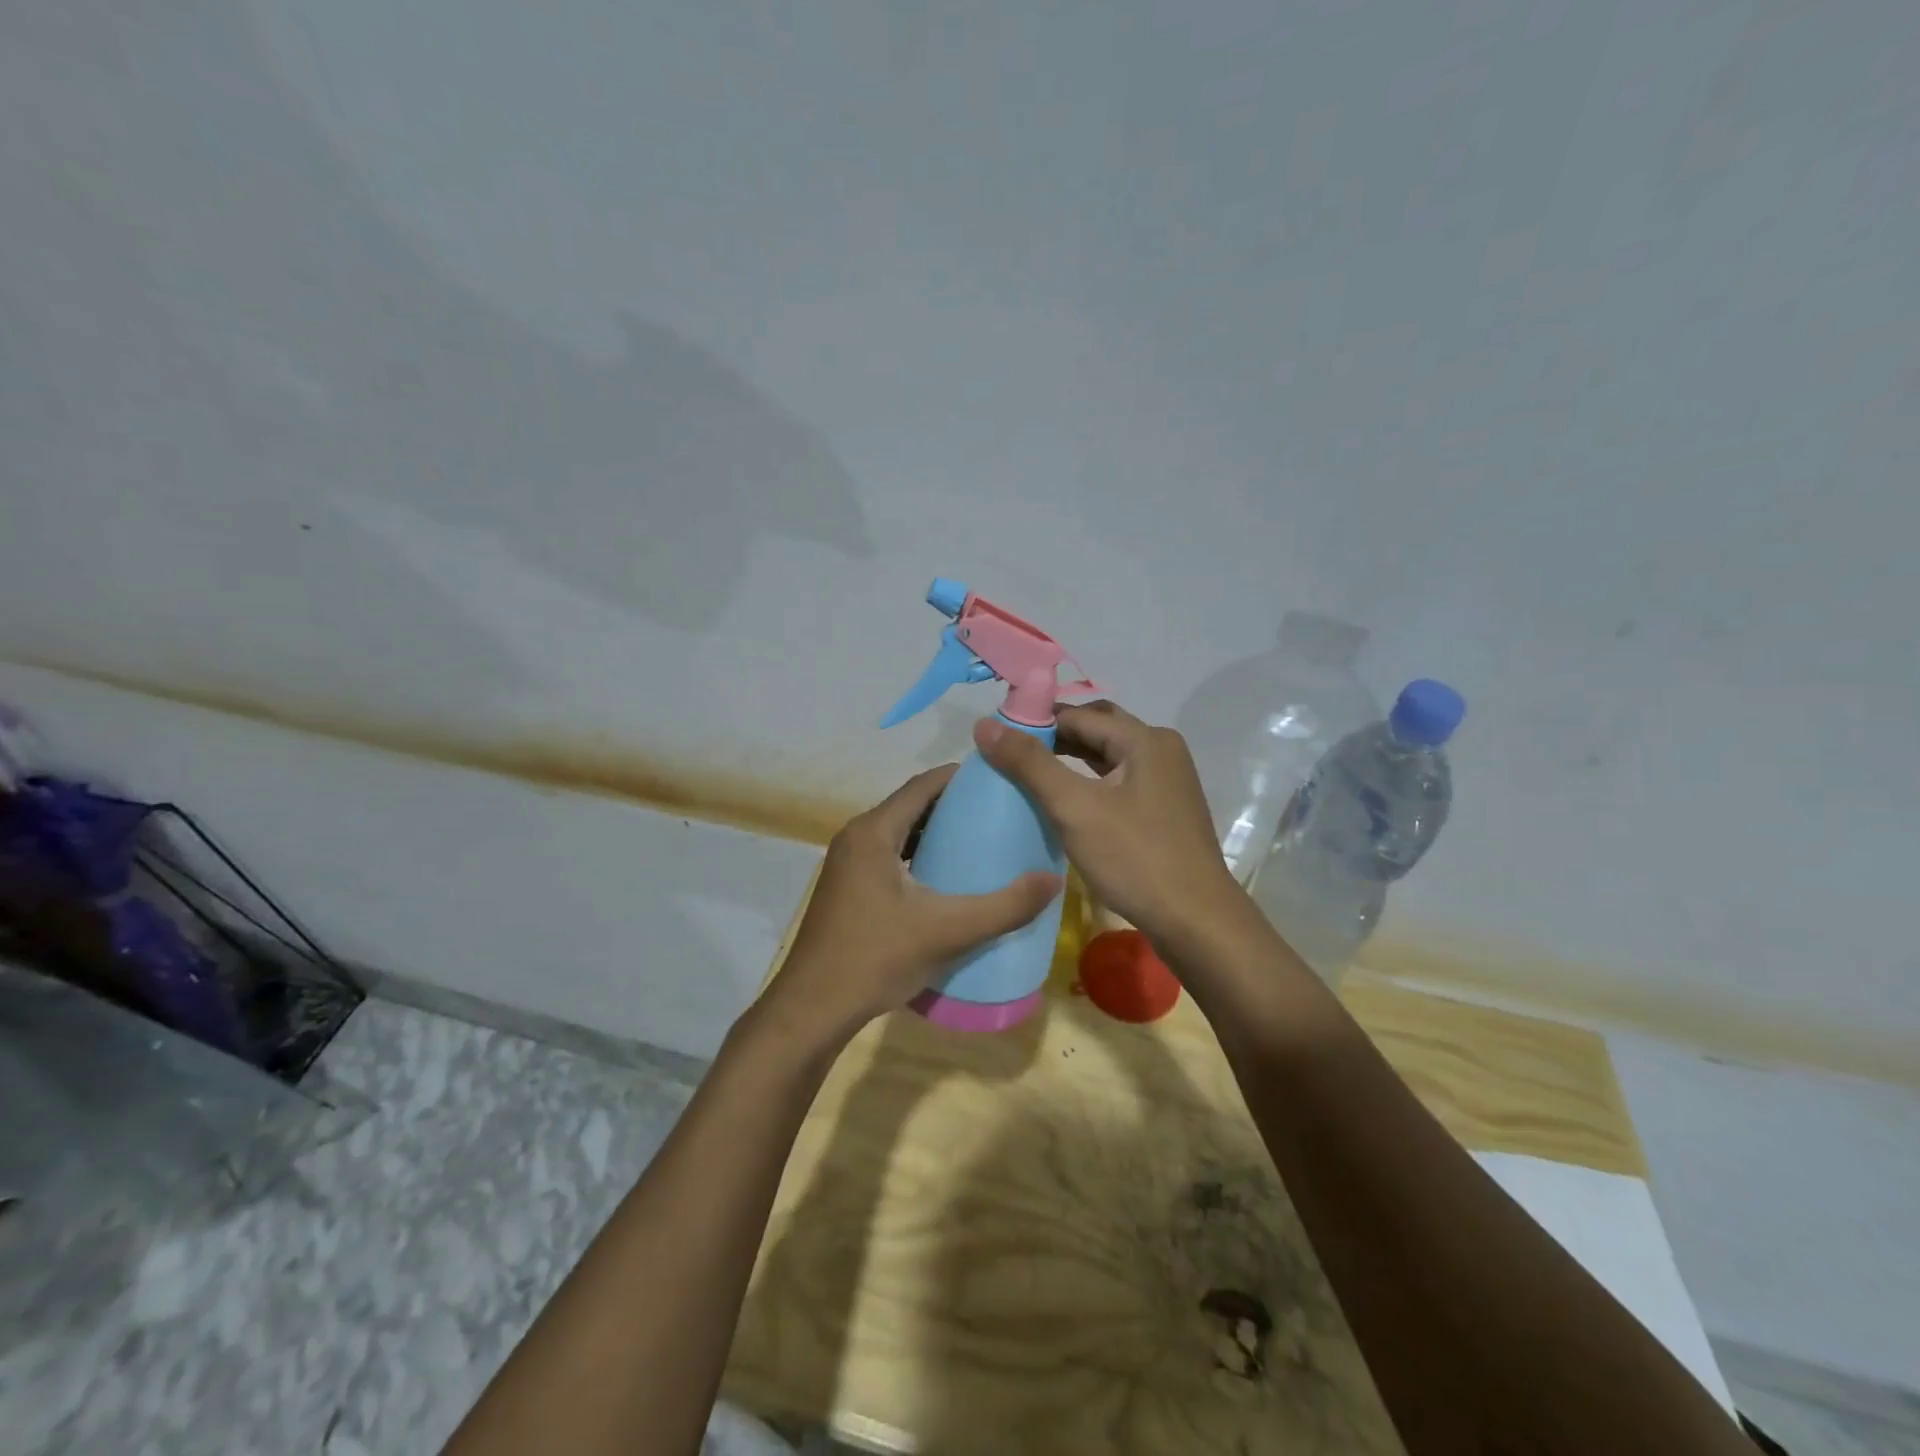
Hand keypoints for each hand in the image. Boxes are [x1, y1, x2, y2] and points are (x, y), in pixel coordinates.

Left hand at [759, 764, 1062, 1042]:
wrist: (813, 1009)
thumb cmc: (876, 958)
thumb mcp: (948, 931)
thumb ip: (1004, 907)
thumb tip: (1054, 880)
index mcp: (873, 832)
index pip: (923, 785)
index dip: (961, 778)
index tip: (1001, 782)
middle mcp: (856, 837)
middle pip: (911, 806)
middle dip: (954, 806)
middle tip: (999, 815)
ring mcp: (847, 864)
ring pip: (899, 833)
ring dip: (935, 833)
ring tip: (980, 843)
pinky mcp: (847, 888)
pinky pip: (889, 856)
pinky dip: (918, 856)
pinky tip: (945, 880)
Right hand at [973, 702, 1244, 949]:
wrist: (1196, 922)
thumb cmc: (1135, 859)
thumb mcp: (1075, 808)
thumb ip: (1030, 764)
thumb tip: (985, 724)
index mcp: (1145, 739)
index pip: (1077, 715)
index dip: (1033, 722)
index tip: (995, 739)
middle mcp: (1160, 749)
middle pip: (1096, 730)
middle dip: (1053, 738)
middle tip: (1010, 755)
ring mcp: (1167, 780)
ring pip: (1108, 756)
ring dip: (1070, 760)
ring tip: (1029, 774)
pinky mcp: (1165, 809)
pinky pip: (1119, 780)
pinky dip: (1089, 782)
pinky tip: (1066, 800)